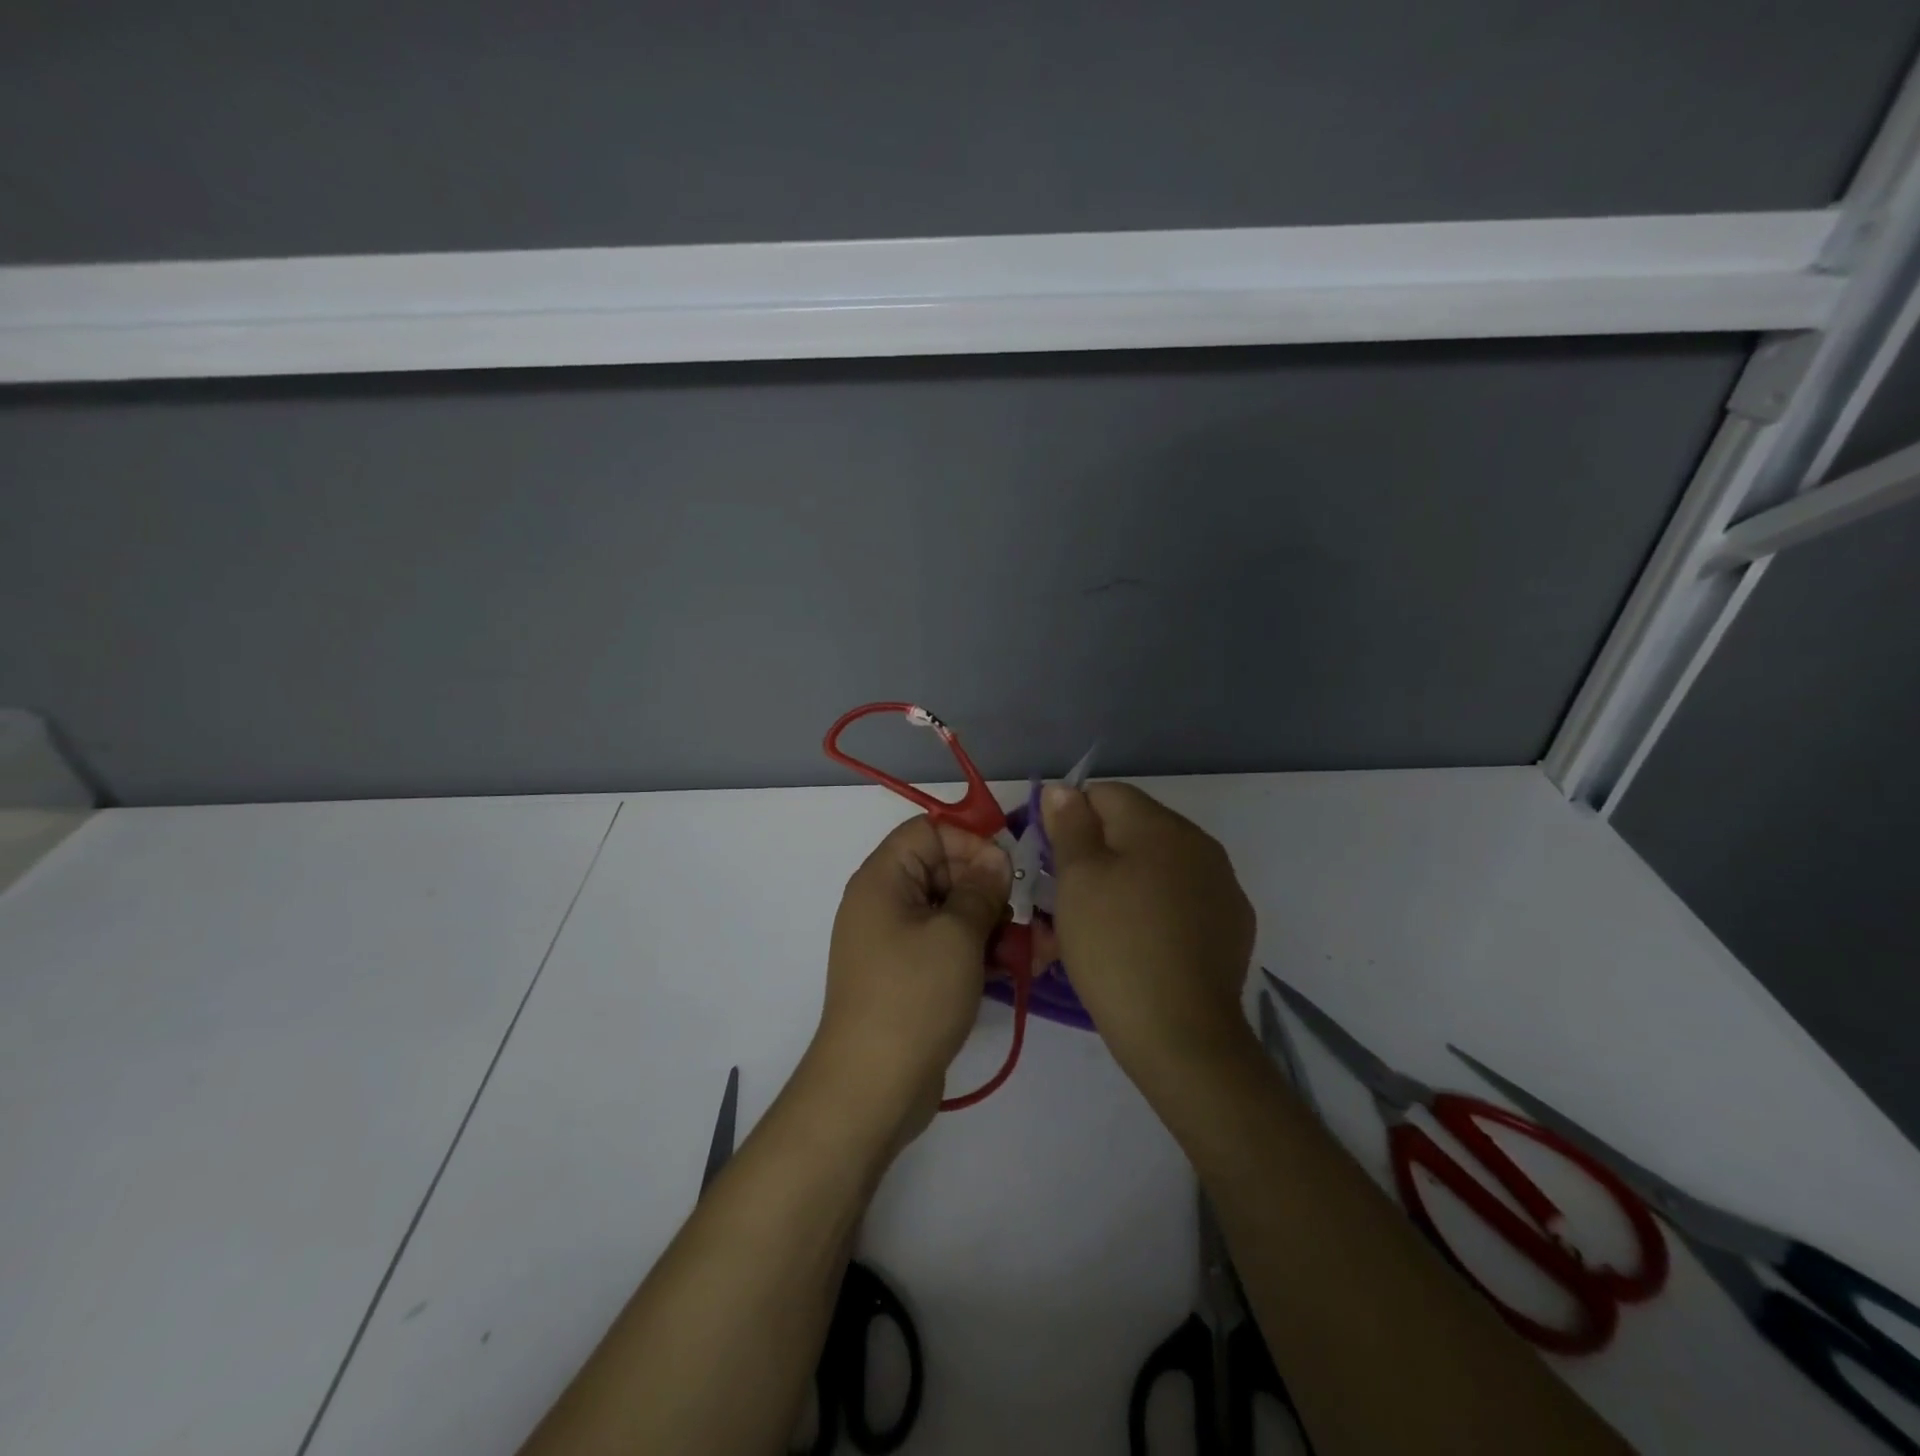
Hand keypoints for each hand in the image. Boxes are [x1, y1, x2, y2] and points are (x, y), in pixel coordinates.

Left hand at [808, 815, 1009, 1144]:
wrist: (872, 1087)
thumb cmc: (914, 996)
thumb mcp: (957, 935)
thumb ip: (981, 890)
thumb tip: (995, 859)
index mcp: (884, 879)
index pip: (928, 831)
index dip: (970, 841)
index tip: (1008, 868)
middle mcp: (886, 903)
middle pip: (944, 871)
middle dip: (990, 887)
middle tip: (1027, 910)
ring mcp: (898, 942)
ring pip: (953, 912)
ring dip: (995, 923)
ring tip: (1039, 944)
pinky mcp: (912, 976)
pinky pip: (950, 947)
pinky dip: (982, 951)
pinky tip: (1024, 965)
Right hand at [1042, 782, 1255, 1078]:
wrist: (1181, 1035)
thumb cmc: (1115, 946)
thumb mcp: (1077, 880)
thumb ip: (1070, 825)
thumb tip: (1063, 789)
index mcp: (1160, 825)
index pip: (1104, 794)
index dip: (1070, 819)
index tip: (1051, 860)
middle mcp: (1199, 843)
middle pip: (1134, 827)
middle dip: (1099, 851)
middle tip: (1070, 897)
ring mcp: (1222, 884)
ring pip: (1159, 863)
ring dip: (1129, 879)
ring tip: (1104, 924)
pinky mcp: (1233, 923)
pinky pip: (1183, 896)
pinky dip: (1159, 907)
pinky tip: (1143, 942)